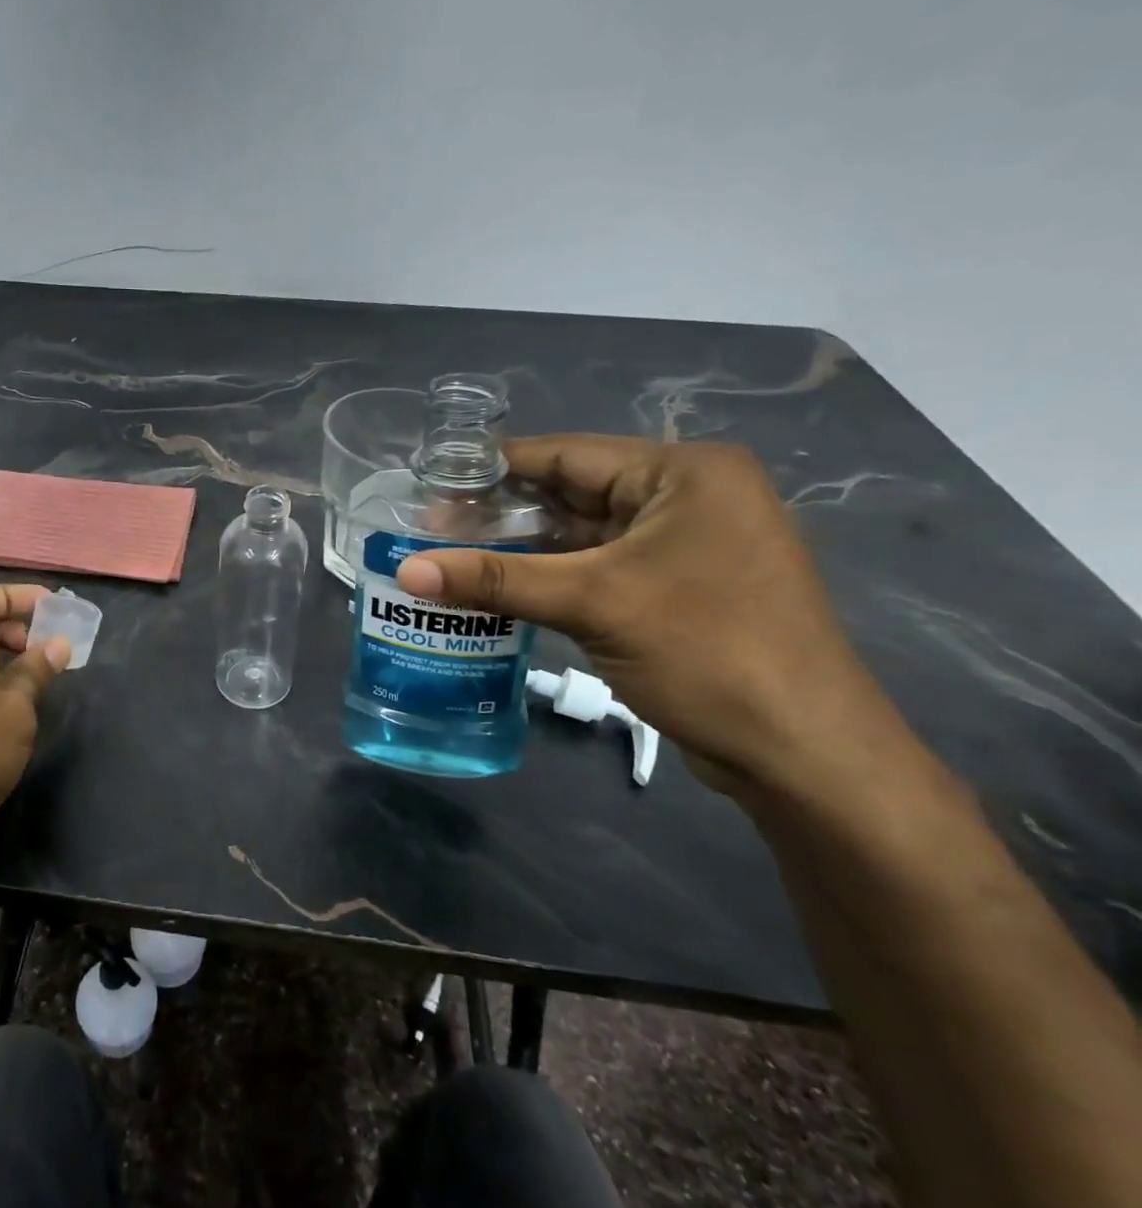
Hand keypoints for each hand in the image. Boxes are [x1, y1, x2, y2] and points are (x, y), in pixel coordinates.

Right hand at [396, 435, 890, 787]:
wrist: (802, 753)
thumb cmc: (707, 652)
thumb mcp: (593, 603)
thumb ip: (495, 579)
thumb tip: (405, 569)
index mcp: (684, 473)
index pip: (566, 455)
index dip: (493, 469)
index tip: (430, 485)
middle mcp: (686, 498)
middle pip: (571, 493)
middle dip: (501, 514)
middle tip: (429, 530)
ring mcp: (682, 546)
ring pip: (580, 536)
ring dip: (520, 550)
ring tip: (448, 559)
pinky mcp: (673, 589)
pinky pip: (595, 569)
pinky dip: (547, 578)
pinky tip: (496, 590)